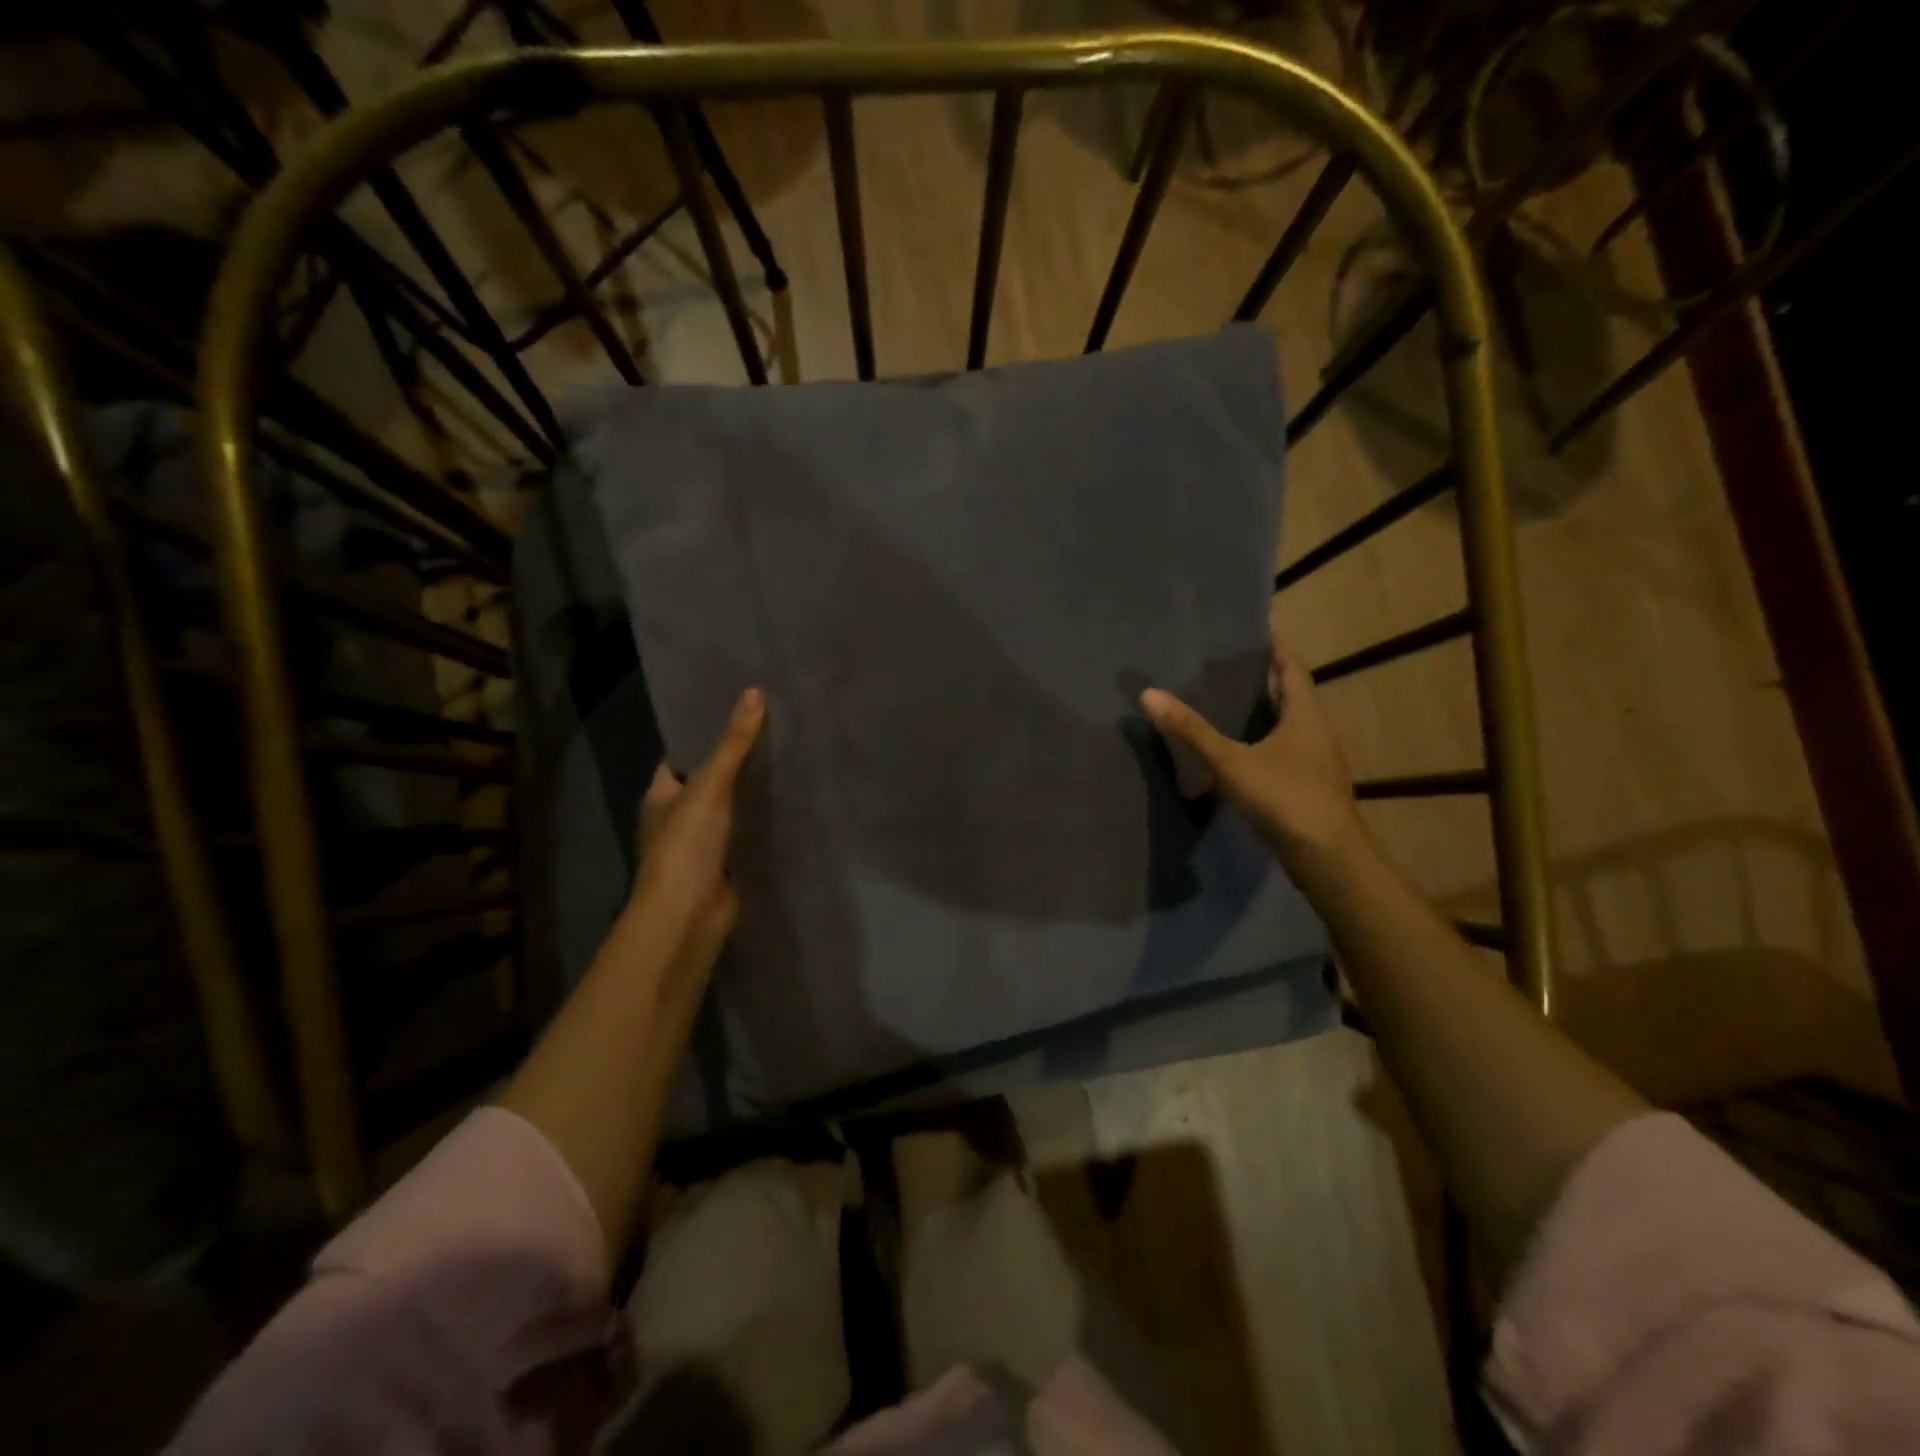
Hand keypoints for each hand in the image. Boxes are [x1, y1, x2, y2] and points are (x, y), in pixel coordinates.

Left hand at [628, 687, 765, 968]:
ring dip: (753, 792)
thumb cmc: (686, 845)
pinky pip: (748, 833)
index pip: (683, 755)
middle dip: (737, 761)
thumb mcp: (710, 786)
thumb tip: (754, 692)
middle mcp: (679, 817)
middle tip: (776, 729)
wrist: (690, 914)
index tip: (740, 710)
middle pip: (711, 780)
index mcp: (661, 795)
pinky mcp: (728, 863)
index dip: (706, 733)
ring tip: (791, 757)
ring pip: (732, 808)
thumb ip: (733, 744)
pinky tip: (792, 802)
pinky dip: (764, 821)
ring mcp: (703, 843)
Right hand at [1140, 638, 1361, 864]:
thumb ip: (1191, 730)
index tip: (1251, 632)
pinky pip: (1285, 751)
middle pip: (1291, 694)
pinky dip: (1263, 742)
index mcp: (1305, 714)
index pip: (1292, 667)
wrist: (1327, 857)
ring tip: (1227, 704)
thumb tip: (1149, 694)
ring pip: (1289, 725)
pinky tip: (1239, 753)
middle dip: (1264, 679)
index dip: (1274, 648)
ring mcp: (1316, 761)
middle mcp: (1316, 731)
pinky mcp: (1310, 786)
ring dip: (1264, 712)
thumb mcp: (1230, 762)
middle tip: (1226, 667)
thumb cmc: (1284, 797)